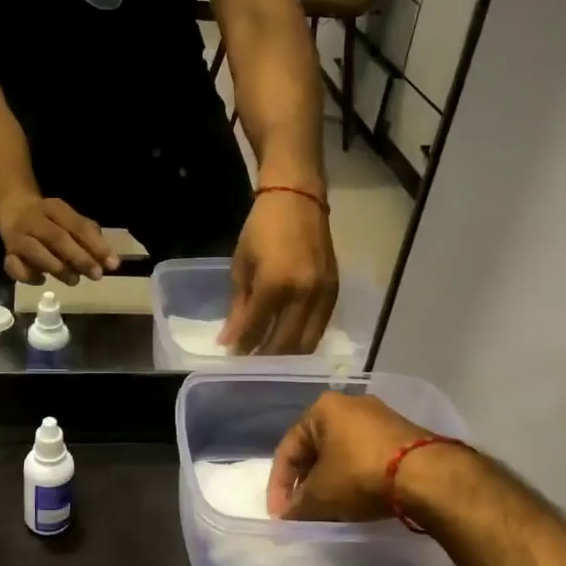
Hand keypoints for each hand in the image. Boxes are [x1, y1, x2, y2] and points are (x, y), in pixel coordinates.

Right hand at [0, 197, 119, 285]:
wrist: (12, 208)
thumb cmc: (50, 220)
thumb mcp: (69, 220)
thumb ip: (89, 236)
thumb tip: (109, 260)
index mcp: (55, 208)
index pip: (78, 226)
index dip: (96, 246)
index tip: (113, 264)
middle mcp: (34, 220)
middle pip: (57, 238)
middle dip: (79, 258)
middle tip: (97, 275)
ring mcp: (18, 236)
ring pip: (35, 252)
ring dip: (57, 268)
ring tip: (74, 280)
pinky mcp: (7, 253)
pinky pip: (14, 267)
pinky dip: (29, 276)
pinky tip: (42, 280)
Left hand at [220, 189, 338, 353]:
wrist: (298, 199)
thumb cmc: (262, 228)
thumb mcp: (241, 265)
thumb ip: (238, 306)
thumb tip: (229, 341)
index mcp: (275, 284)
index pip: (257, 330)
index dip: (243, 347)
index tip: (232, 356)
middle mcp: (303, 294)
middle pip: (285, 344)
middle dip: (266, 360)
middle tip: (251, 365)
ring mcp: (323, 295)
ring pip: (307, 343)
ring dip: (287, 356)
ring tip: (269, 360)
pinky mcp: (335, 292)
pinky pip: (320, 328)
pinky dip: (304, 341)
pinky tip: (289, 343)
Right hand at [269, 390, 437, 519]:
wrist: (428, 475)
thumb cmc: (360, 475)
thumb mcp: (320, 496)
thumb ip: (297, 506)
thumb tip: (287, 518)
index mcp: (322, 409)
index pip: (288, 449)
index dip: (279, 486)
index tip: (281, 516)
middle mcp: (349, 404)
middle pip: (316, 448)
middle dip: (306, 482)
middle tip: (303, 511)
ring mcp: (380, 417)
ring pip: (342, 452)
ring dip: (331, 480)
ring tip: (329, 509)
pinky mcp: (403, 433)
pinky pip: (367, 456)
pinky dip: (356, 477)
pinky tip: (358, 499)